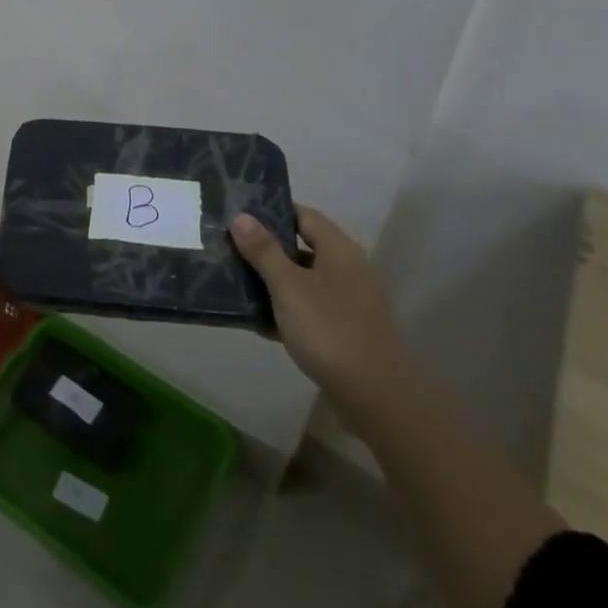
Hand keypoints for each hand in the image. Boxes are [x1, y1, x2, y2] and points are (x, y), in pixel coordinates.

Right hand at [231, 205, 409, 432]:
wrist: (376, 397)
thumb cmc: (329, 330)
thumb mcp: (288, 286)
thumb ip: (264, 250)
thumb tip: (241, 216)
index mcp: (339, 249)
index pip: (303, 215)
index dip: (272, 211)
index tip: (240, 214)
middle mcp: (349, 268)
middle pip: (303, 247)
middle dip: (268, 249)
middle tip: (232, 248)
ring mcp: (351, 301)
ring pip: (306, 280)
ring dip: (275, 282)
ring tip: (238, 283)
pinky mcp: (348, 330)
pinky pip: (312, 308)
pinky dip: (289, 310)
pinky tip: (261, 322)